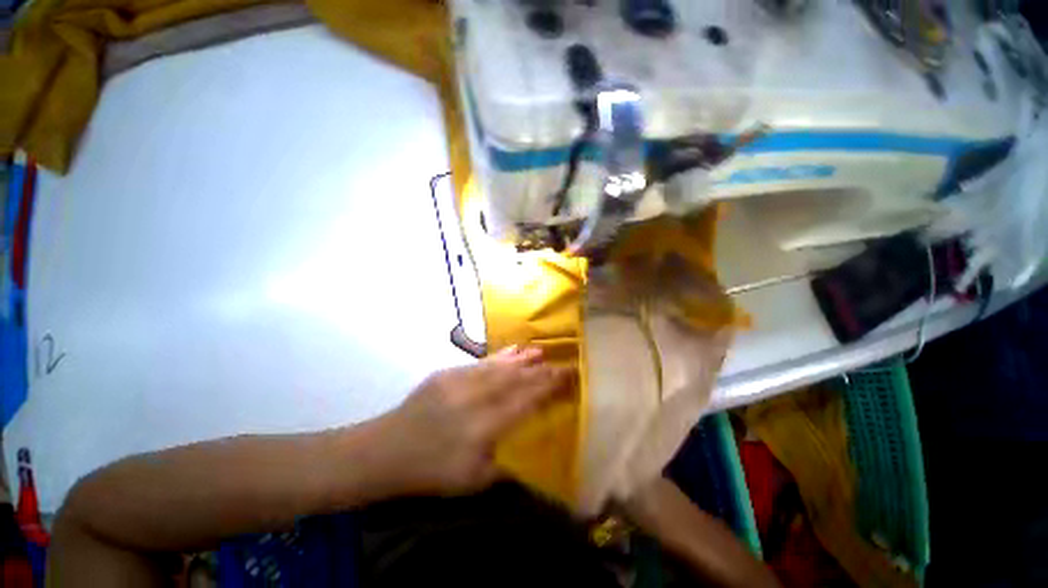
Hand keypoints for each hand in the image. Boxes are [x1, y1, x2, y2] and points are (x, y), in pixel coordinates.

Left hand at [368, 347, 569, 496]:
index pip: (526, 400)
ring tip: (542, 351)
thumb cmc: (431, 471)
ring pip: (500, 366)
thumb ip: (506, 466)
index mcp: (484, 426)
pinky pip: (482, 362)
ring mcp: (461, 381)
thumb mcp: (472, 483)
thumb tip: (532, 456)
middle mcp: (476, 398)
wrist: (386, 450)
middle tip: (562, 362)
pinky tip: (513, 351)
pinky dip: (501, 356)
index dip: (550, 387)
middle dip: (543, 370)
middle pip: (517, 379)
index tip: (569, 377)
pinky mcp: (449, 372)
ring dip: (523, 359)